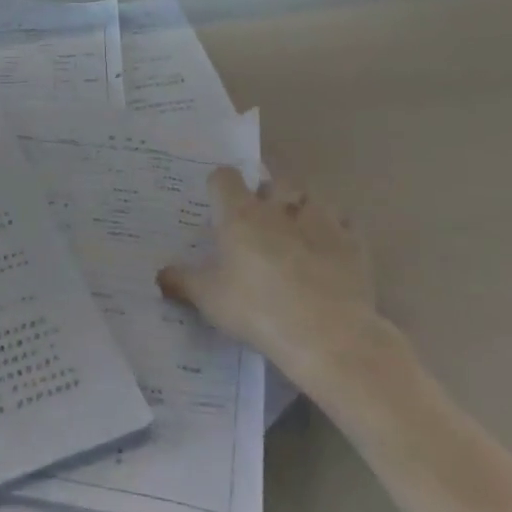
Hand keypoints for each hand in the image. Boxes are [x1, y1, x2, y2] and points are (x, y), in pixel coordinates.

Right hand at [158, 168, 376, 380]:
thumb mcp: (209, 300)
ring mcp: (320, 220)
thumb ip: (182, 281)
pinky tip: (330, 245)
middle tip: (260, 211)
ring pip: (309, 195)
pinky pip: (343, 223)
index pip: (224, 177)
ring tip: (296, 224)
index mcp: (240, 214)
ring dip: (301, 205)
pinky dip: (335, 229)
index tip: (217, 202)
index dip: (219, 185)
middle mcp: (278, 207)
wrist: (327, 334)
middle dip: (266, 189)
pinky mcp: (351, 241)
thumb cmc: (257, 309)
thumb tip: (160, 274)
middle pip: (271, 179)